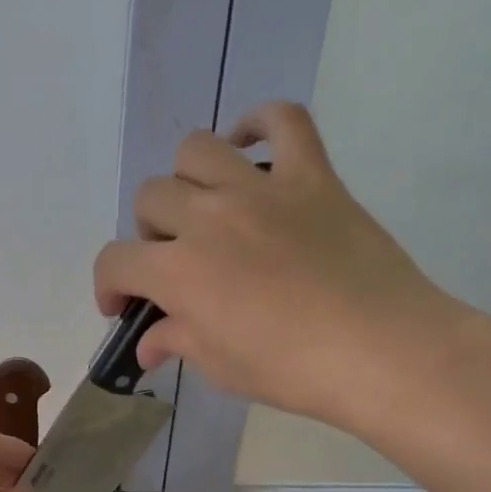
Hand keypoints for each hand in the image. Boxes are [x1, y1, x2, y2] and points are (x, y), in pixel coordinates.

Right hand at [93, 101, 458, 437]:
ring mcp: (262, 189)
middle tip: (174, 264)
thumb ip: (177, 342)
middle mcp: (209, 217)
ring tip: (205, 209)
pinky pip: (283, 120)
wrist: (382, 351)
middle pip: (150, 199)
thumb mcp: (221, 367)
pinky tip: (250, 145)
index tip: (122, 305)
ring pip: (196, 150)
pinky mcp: (312, 176)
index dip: (109, 284)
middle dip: (149, 235)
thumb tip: (148, 342)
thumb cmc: (293, 370)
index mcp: (179, 271)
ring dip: (186, 180)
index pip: (116, 261)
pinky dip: (260, 123)